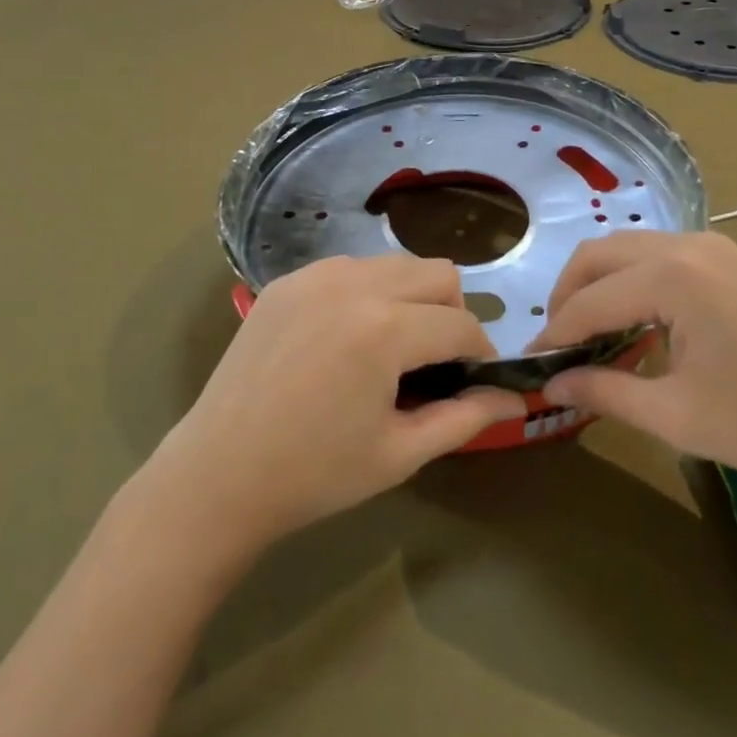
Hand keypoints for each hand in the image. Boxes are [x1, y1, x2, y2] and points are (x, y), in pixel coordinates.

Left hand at [153, 255, 523, 551]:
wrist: (219, 472)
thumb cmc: (315, 473)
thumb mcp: (400, 452)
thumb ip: (466, 417)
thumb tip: (517, 397)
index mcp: (386, 329)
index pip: (461, 323)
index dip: (480, 354)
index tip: (476, 381)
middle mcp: (354, 284)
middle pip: (436, 272)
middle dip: (451, 312)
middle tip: (435, 362)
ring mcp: (316, 275)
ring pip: (393, 263)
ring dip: (410, 297)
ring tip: (391, 348)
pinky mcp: (288, 280)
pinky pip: (349, 269)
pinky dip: (367, 293)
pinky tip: (346, 338)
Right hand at [531, 232, 736, 497]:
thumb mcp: (680, 416)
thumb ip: (606, 394)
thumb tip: (551, 386)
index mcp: (670, 276)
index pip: (588, 301)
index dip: (554, 335)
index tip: (529, 366)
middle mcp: (686, 245)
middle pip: (599, 256)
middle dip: (568, 296)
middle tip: (557, 346)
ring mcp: (714, 247)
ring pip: (629, 250)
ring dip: (599, 285)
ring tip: (592, 336)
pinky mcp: (733, 260)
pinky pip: (661, 256)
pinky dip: (633, 282)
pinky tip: (640, 324)